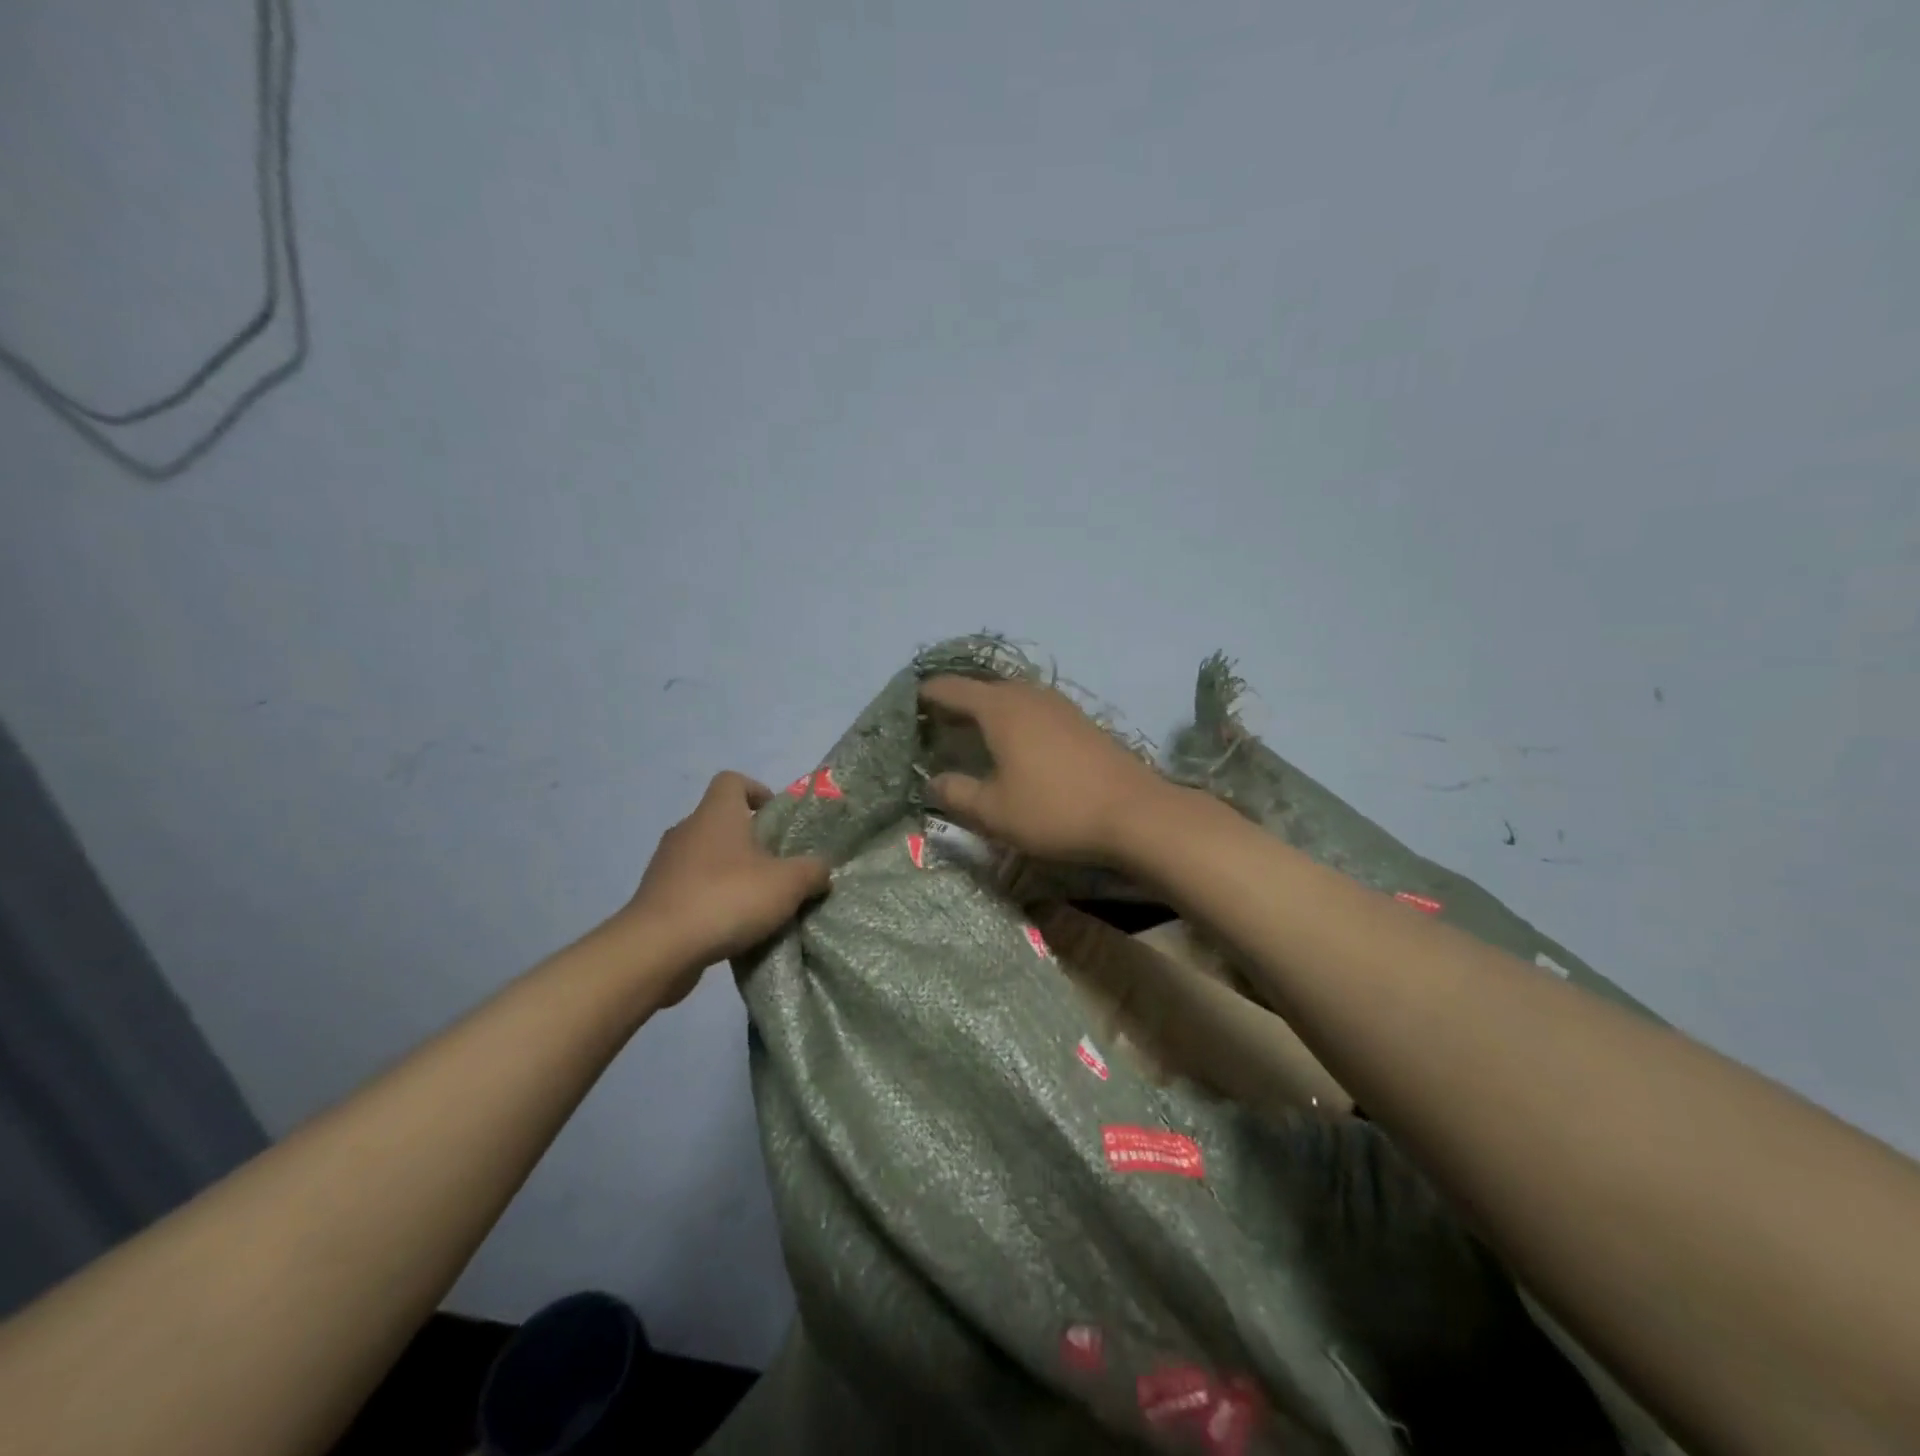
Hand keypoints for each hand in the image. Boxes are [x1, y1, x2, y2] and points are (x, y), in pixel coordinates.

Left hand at [619, 772, 830, 1004]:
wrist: (658, 948)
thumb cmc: (727, 898)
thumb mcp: (788, 884)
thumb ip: (812, 871)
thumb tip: (821, 869)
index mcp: (717, 813)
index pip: (732, 781)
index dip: (757, 792)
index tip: (776, 819)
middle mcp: (687, 830)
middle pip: (721, 821)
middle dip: (750, 841)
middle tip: (777, 867)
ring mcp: (666, 864)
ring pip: (706, 856)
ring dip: (730, 872)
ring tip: (757, 901)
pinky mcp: (656, 898)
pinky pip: (691, 888)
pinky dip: (711, 899)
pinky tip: (731, 925)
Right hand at [918, 676, 1173, 865]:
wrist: (1135, 813)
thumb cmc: (1055, 810)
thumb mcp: (994, 812)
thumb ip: (955, 794)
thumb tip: (932, 781)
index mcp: (1000, 708)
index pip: (950, 689)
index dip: (924, 696)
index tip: (905, 708)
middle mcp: (1028, 695)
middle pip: (981, 689)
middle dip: (955, 703)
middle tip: (934, 727)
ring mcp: (1059, 705)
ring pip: (1010, 697)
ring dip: (986, 711)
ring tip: (970, 735)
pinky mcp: (1081, 721)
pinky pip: (1034, 709)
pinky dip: (1013, 720)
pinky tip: (1016, 746)